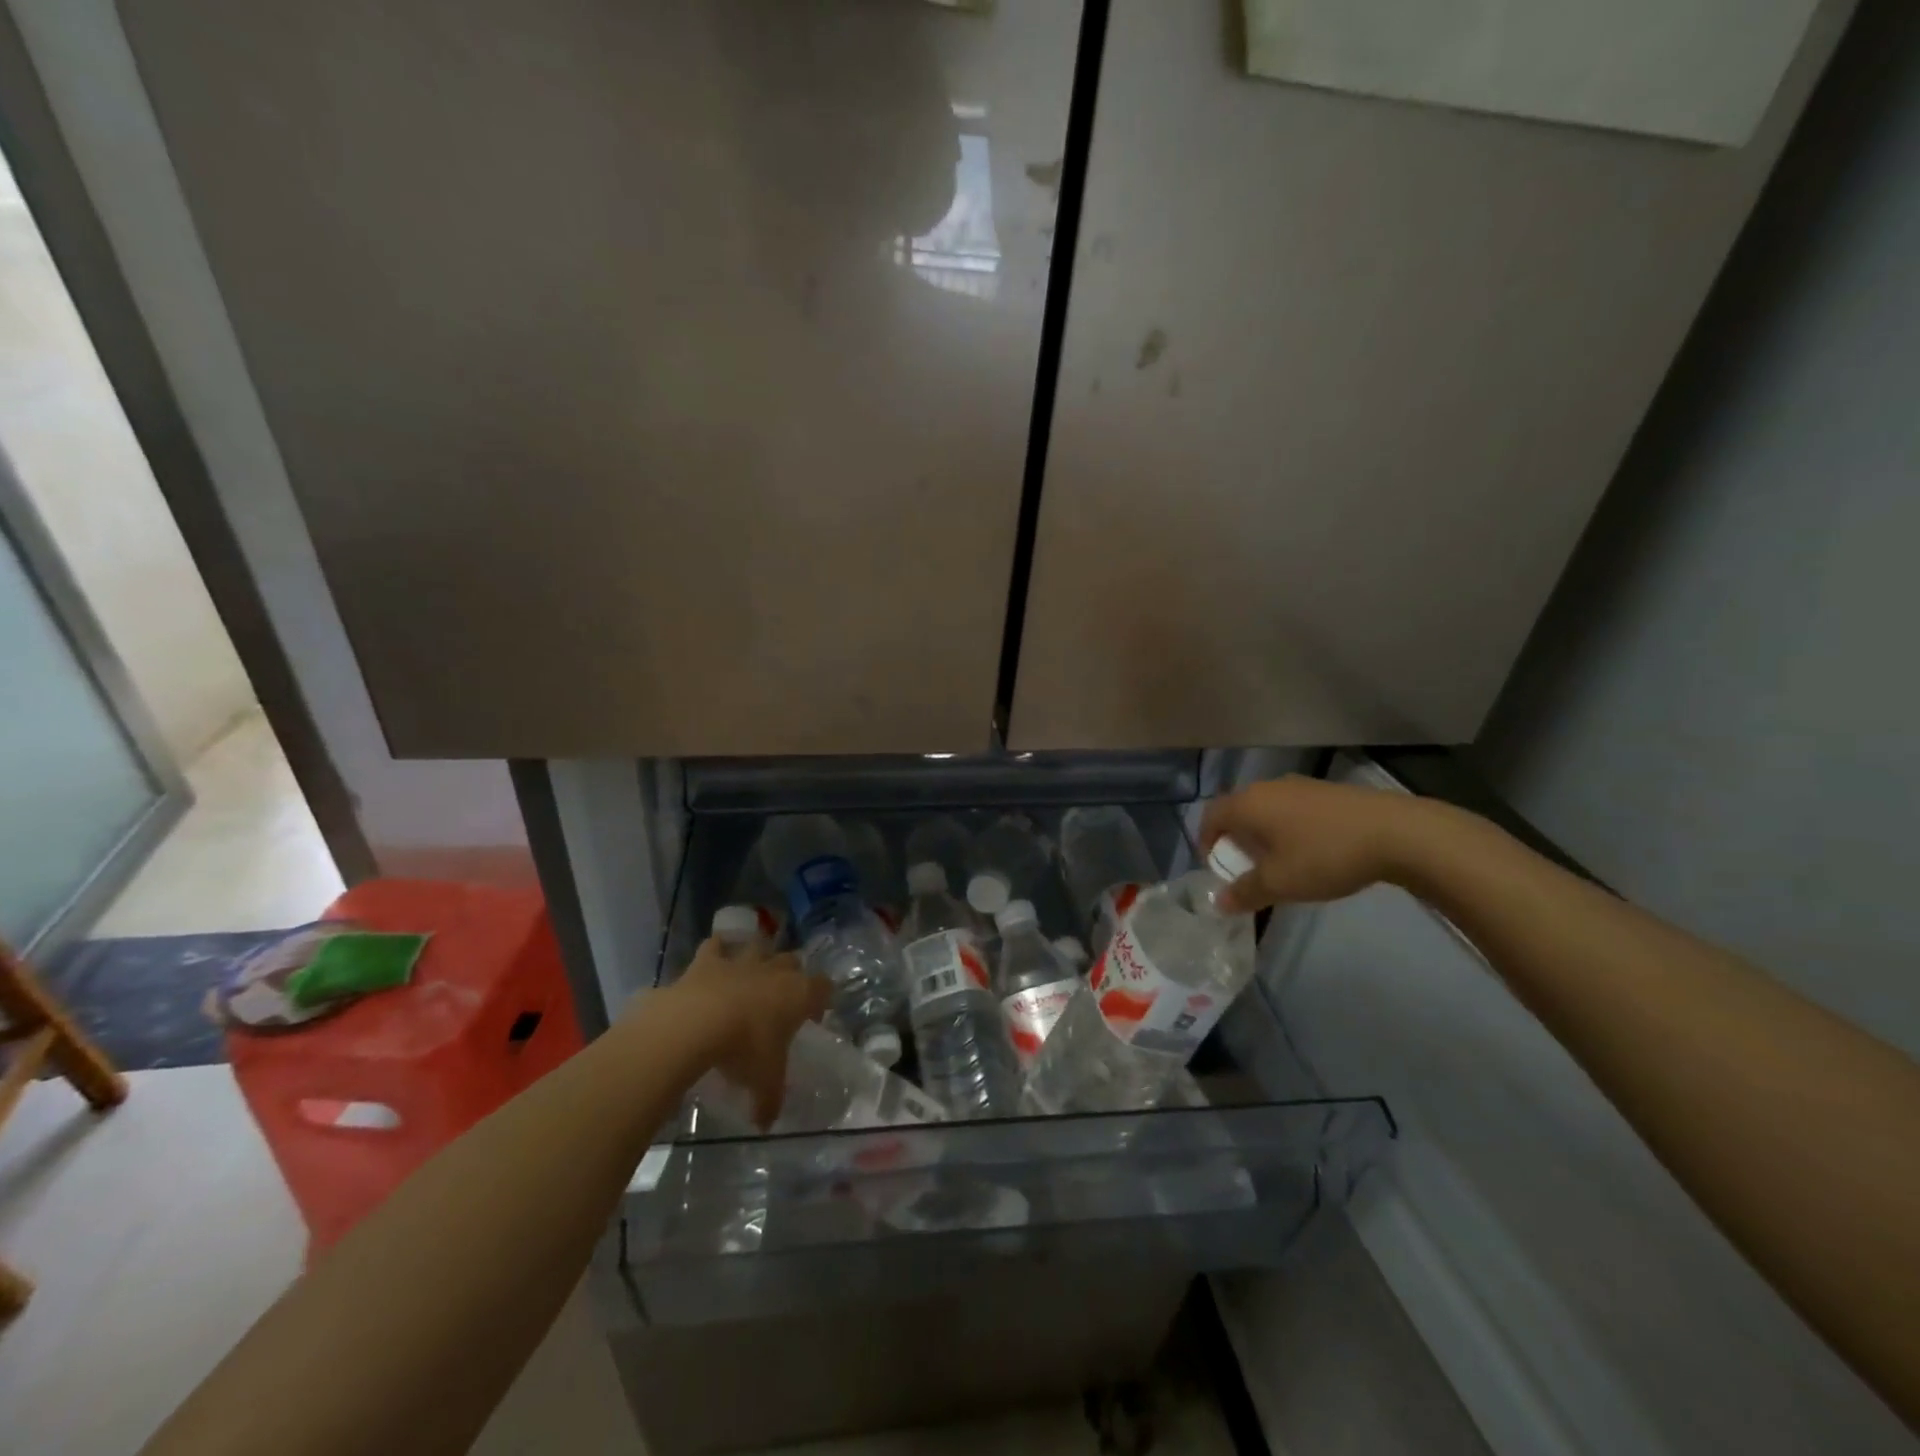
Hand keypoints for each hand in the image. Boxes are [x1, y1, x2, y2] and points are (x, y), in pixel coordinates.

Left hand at [666, 939, 829, 1126]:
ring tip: (751, 972)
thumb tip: (765, 1123)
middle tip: (782, 997)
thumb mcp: (763, 1083)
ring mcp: (742, 960)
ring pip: (759, 946)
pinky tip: (714, 959)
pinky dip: (717, 950)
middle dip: (792, 974)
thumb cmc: (743, 1050)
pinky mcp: (708, 960)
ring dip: (758, 956)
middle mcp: (775, 970)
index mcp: (799, 994)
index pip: (824, 987)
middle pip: (793, 961)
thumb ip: (768, 1101)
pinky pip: (716, 945)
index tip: (812, 1016)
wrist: (695, 1023)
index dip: (820, 999)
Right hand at [1200, 775, 1427, 911]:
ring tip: (1279, 864)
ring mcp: (1300, 786)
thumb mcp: (1280, 883)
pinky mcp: (1327, 791)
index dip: (1206, 843)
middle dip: (1235, 840)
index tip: (1216, 869)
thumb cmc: (1324, 856)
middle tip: (1245, 869)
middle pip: (1238, 811)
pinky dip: (1288, 829)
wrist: (1396, 833)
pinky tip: (1311, 852)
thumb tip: (1218, 903)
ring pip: (1267, 810)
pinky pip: (1292, 809)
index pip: (1210, 817)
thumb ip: (1245, 892)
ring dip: (1263, 835)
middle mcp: (1268, 787)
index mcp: (1248, 804)